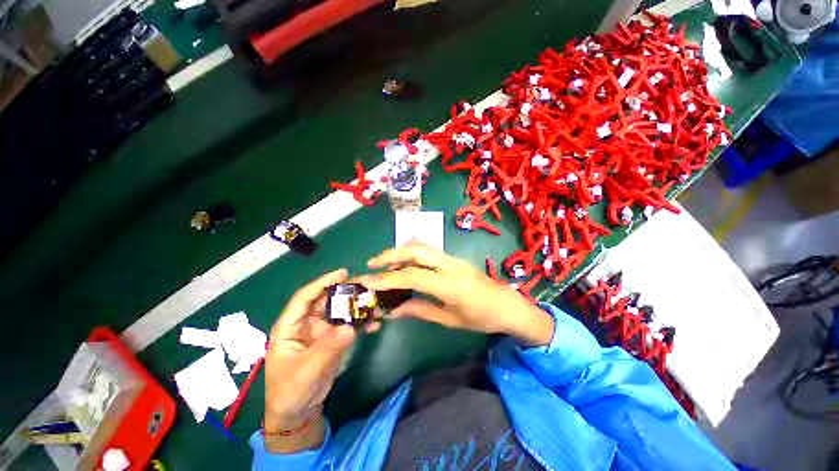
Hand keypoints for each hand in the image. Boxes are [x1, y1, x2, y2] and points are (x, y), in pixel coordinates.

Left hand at [264, 269, 378, 452]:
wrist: (299, 413)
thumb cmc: (291, 391)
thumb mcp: (307, 370)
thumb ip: (328, 347)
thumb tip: (350, 327)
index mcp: (290, 325)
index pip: (305, 297)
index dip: (322, 283)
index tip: (343, 273)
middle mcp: (306, 323)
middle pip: (327, 300)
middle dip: (346, 292)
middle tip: (367, 286)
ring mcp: (322, 330)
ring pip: (340, 311)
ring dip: (357, 307)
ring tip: (376, 304)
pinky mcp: (333, 338)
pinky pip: (349, 325)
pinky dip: (361, 323)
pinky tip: (375, 323)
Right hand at [360, 243, 553, 346]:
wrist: (507, 304)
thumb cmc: (481, 318)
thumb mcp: (449, 320)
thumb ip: (420, 310)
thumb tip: (394, 310)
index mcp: (451, 284)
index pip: (413, 276)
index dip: (388, 278)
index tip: (368, 281)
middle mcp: (450, 265)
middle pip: (416, 250)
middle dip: (391, 254)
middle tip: (372, 264)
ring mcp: (453, 258)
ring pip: (422, 246)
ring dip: (400, 252)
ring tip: (384, 264)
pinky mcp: (453, 258)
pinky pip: (428, 251)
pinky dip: (411, 254)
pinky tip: (403, 264)